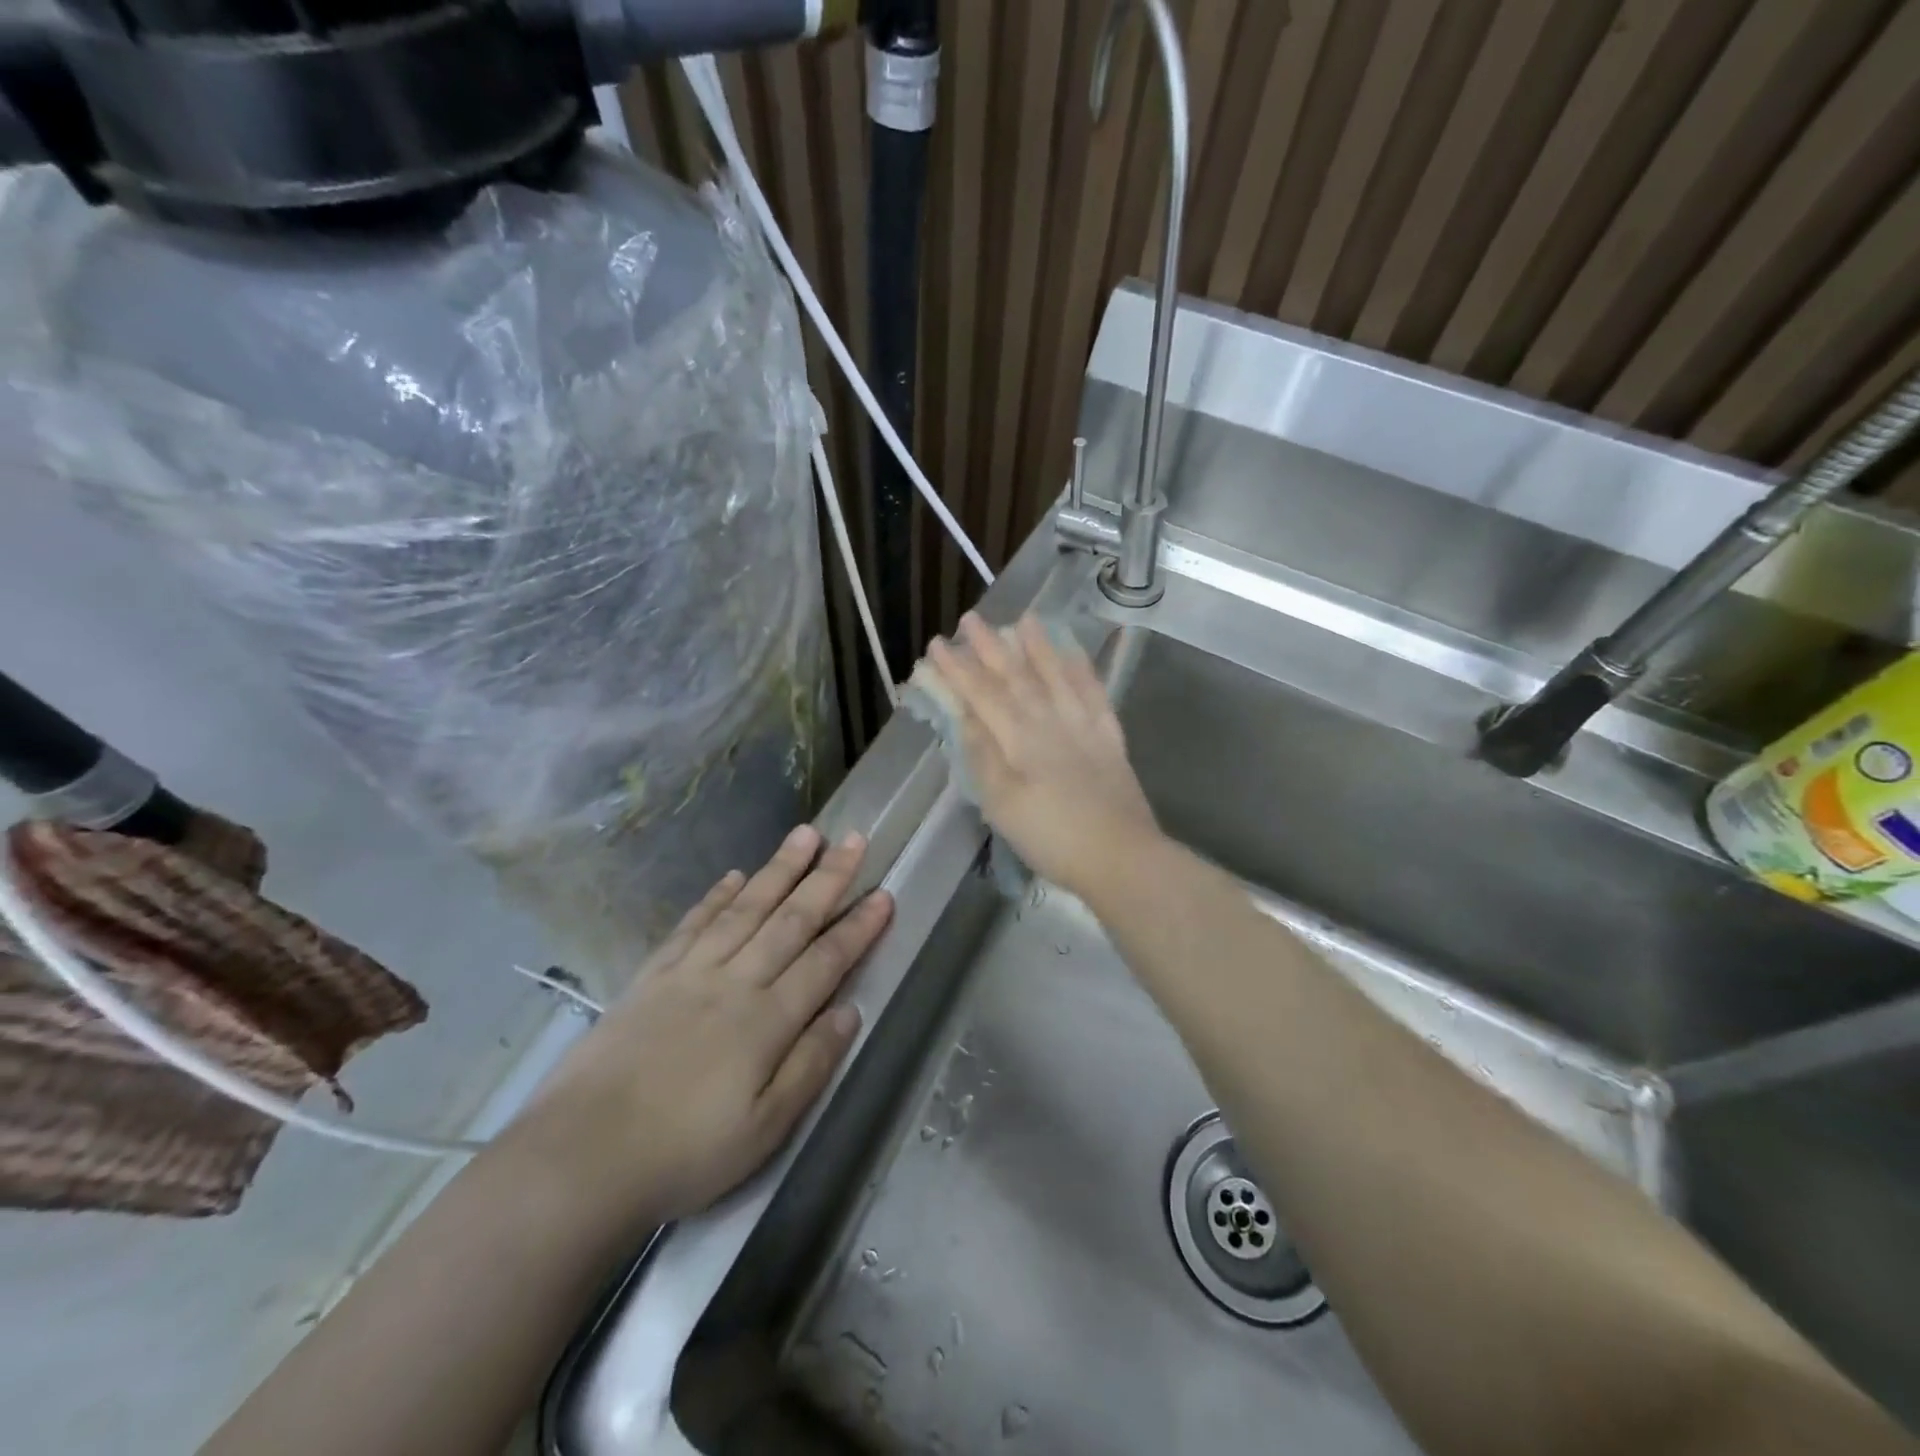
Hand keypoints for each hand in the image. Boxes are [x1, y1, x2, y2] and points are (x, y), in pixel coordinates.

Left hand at [509, 826, 891, 1224]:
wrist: (582, 1157)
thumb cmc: (685, 1153)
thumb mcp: (764, 1129)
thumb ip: (810, 1065)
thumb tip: (850, 1012)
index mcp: (767, 1020)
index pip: (825, 961)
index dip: (858, 927)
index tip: (884, 893)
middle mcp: (734, 982)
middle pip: (790, 920)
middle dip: (827, 878)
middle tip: (854, 839)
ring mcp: (690, 973)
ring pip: (745, 909)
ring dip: (778, 870)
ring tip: (804, 834)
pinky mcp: (652, 977)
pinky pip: (692, 926)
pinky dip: (715, 897)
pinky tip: (733, 876)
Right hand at [927, 612, 1161, 899]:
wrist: (1120, 857)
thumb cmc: (1052, 837)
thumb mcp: (1002, 805)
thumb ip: (984, 756)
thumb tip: (966, 716)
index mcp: (1020, 738)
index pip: (982, 694)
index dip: (958, 669)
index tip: (936, 644)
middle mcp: (1051, 720)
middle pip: (1016, 676)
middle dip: (990, 646)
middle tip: (971, 618)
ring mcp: (1084, 725)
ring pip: (1057, 675)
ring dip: (1038, 646)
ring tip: (1024, 619)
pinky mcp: (1109, 737)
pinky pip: (1094, 692)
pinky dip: (1082, 669)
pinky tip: (1074, 654)